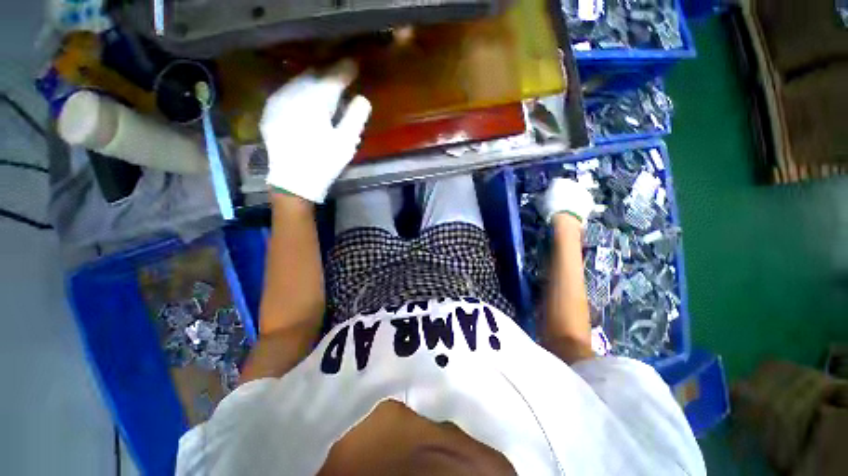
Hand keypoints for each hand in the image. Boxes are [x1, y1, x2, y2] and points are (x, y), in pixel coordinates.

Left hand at [261, 60, 371, 202]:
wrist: (292, 182)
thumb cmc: (323, 163)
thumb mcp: (346, 143)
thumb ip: (355, 117)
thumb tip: (362, 98)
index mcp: (315, 101)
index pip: (333, 78)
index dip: (345, 71)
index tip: (354, 66)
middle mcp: (293, 94)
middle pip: (314, 76)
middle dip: (328, 75)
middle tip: (340, 79)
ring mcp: (278, 101)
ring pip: (298, 82)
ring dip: (313, 82)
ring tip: (324, 89)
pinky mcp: (271, 112)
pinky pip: (286, 92)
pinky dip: (299, 92)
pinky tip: (305, 101)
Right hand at [537, 178, 595, 224]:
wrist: (566, 220)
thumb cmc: (550, 209)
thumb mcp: (539, 203)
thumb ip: (539, 197)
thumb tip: (538, 196)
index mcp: (558, 181)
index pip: (553, 183)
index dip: (550, 190)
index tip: (547, 198)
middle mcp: (572, 182)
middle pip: (566, 187)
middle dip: (562, 193)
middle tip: (556, 203)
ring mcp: (582, 190)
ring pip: (575, 193)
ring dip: (571, 198)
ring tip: (565, 209)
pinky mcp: (589, 200)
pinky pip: (582, 201)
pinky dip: (579, 205)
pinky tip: (572, 212)